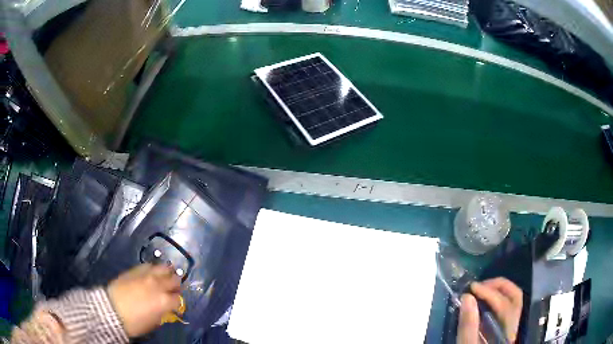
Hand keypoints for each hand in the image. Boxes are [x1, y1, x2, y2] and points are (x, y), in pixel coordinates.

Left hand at [107, 264, 181, 337]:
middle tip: (172, 289)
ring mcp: (147, 275)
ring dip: (167, 273)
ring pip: (163, 268)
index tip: (174, 304)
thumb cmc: (134, 322)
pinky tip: (152, 273)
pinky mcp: (136, 269)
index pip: (178, 299)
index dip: (177, 302)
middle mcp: (159, 285)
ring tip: (165, 277)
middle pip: (174, 280)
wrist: (112, 309)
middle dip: (175, 285)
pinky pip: (149, 265)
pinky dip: (153, 269)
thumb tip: (165, 308)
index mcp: (164, 301)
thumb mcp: (153, 322)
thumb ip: (162, 312)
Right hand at [457, 277, 522, 342]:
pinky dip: (496, 300)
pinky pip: (506, 308)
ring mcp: (512, 327)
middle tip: (479, 285)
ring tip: (480, 290)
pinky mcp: (505, 329)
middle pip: (515, 297)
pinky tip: (483, 302)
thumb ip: (468, 326)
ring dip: (498, 291)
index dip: (489, 292)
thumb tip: (467, 297)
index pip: (505, 305)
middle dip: (498, 286)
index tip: (471, 288)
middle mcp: (515, 327)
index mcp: (509, 332)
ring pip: (513, 301)